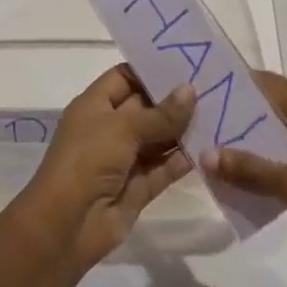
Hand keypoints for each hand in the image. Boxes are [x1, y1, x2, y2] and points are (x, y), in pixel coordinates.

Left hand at [12, 66, 195, 273]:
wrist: (67, 225)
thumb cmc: (88, 159)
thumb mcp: (123, 127)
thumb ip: (160, 114)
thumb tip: (190, 90)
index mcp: (95, 105)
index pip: (125, 77)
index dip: (151, 70)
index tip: (186, 61)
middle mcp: (109, 128)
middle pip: (145, 108)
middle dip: (174, 100)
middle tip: (213, 86)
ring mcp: (123, 160)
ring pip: (157, 139)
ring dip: (182, 131)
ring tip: (219, 114)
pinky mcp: (137, 188)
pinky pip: (162, 169)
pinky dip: (181, 161)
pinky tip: (207, 149)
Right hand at [204, 70, 286, 270]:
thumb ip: (253, 171)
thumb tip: (207, 153)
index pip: (270, 82)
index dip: (239, 80)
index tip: (208, 85)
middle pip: (279, 104)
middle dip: (245, 110)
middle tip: (209, 121)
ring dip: (263, 136)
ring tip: (229, 150)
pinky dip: (282, 156)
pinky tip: (268, 179)